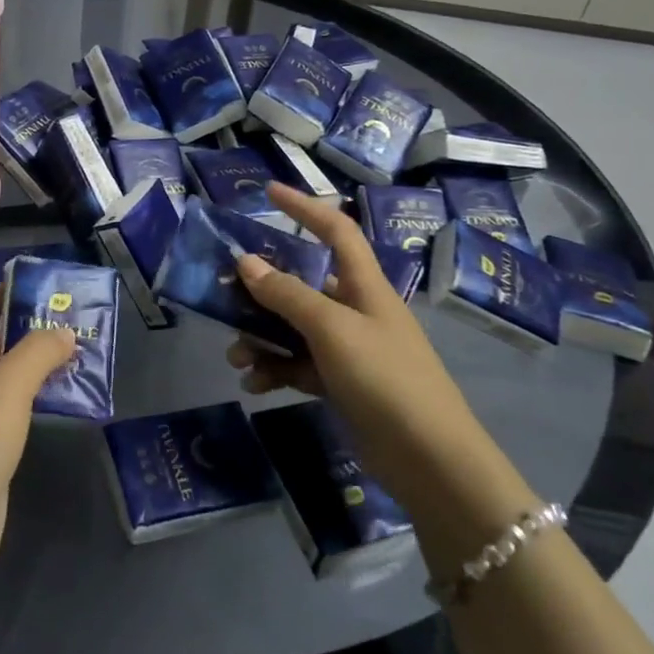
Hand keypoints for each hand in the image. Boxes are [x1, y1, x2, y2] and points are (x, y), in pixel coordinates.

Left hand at [0, 289, 74, 571]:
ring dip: (24, 366)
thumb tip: (62, 332)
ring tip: (65, 357)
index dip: (0, 296)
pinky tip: (50, 399)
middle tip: (60, 323)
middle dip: (19, 331)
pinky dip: (20, 398)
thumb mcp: (9, 386)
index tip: (37, 289)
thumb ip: (39, 350)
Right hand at [227, 183, 476, 467]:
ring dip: (261, 338)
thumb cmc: (385, 378)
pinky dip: (275, 370)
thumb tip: (245, 262)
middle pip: (302, 284)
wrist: (429, 460)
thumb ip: (287, 295)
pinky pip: (298, 365)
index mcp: (364, 286)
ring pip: (293, 329)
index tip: (268, 193)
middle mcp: (356, 311)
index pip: (335, 231)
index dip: (304, 207)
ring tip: (236, 357)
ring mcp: (349, 350)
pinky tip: (254, 384)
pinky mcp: (342, 384)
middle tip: (224, 297)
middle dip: (261, 291)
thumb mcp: (331, 329)